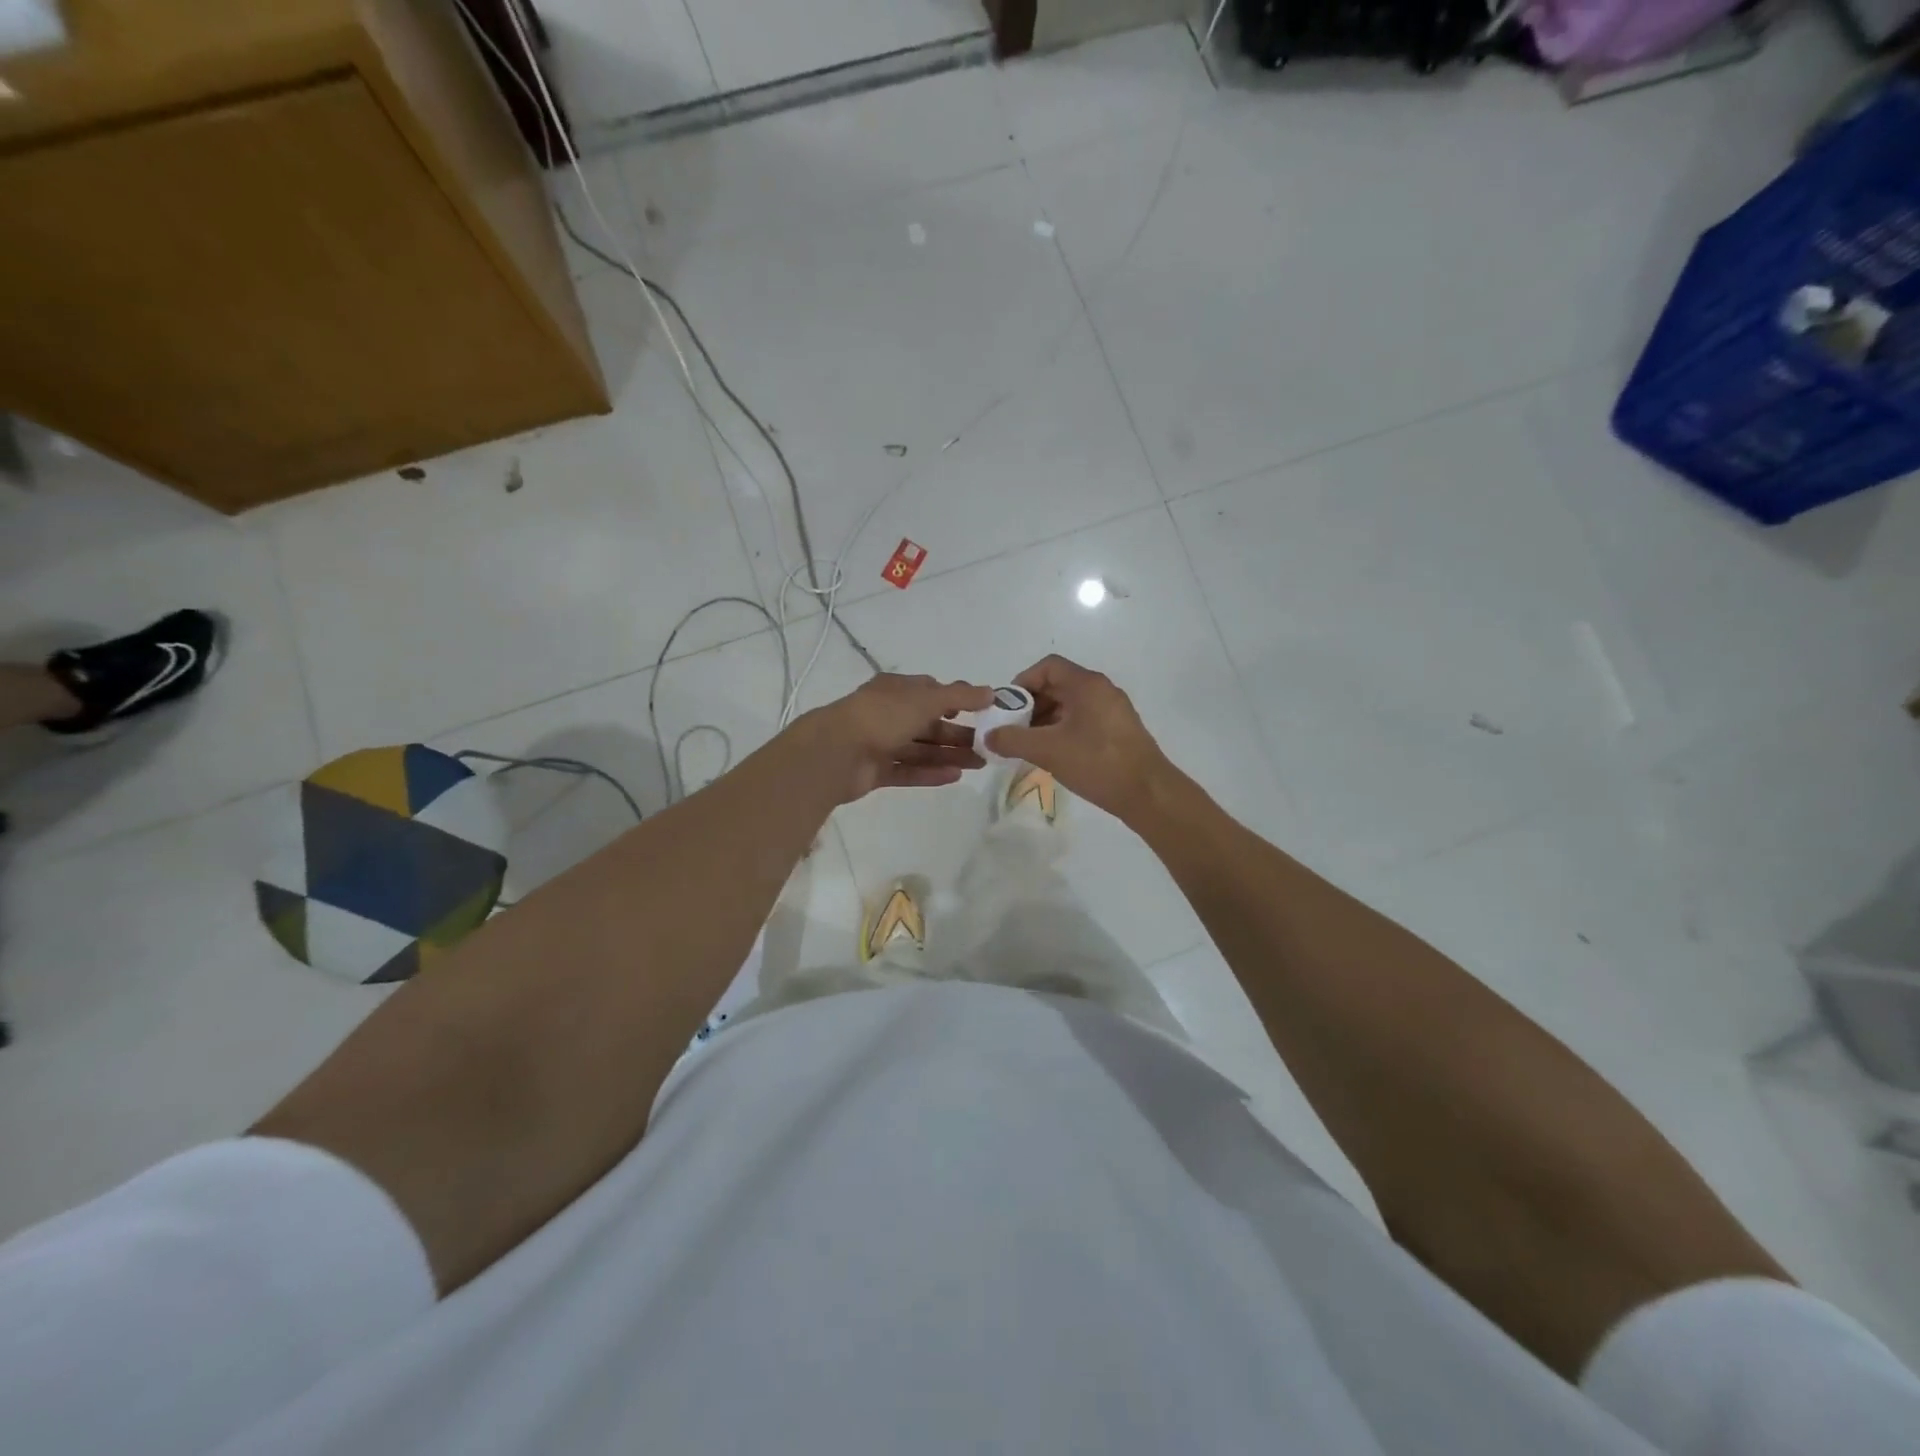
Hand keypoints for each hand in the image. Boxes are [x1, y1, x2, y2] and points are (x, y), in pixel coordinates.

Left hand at [797, 673, 995, 803]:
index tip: (982, 711)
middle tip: (988, 745)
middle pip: (929, 723)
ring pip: (921, 749)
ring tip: (980, 763)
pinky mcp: (876, 771)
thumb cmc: (883, 716)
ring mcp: (880, 743)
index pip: (930, 691)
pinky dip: (930, 773)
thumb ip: (960, 696)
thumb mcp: (926, 699)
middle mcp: (888, 714)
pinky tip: (955, 777)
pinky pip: (908, 771)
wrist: (836, 752)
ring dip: (949, 755)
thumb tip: (991, 692)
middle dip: (957, 733)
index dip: (956, 700)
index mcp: (896, 689)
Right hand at [984, 656, 1175, 820]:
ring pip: (1070, 705)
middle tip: (1013, 729)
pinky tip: (1052, 755)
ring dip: (1045, 720)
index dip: (1022, 682)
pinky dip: (1063, 731)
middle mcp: (1101, 690)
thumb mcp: (1048, 750)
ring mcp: (1113, 711)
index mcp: (1087, 684)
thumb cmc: (1097, 762)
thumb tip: (988, 736)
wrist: (1148, 793)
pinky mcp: (1118, 731)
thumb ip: (1013, 740)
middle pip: (1058, 685)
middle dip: (1031, 705)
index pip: (1048, 667)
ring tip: (1029, 746)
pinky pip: (1083, 721)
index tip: (1007, 708)